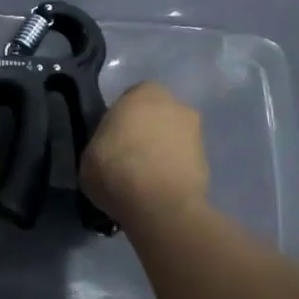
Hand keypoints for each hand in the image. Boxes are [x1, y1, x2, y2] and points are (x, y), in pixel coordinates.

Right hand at [82, 82, 209, 229]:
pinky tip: (158, 191)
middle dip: (146, 132)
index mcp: (144, 93)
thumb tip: (110, 150)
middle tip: (127, 157)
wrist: (160, 205)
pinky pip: (183, 163)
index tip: (111, 140)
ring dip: (162, 153)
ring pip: (173, 139)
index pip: (130, 99)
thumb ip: (103, 143)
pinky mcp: (208, 164)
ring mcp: (197, 134)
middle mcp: (176, 105)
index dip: (120, 120)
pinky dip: (173, 173)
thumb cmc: (115, 169)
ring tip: (143, 179)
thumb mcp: (89, 154)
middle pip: (157, 116)